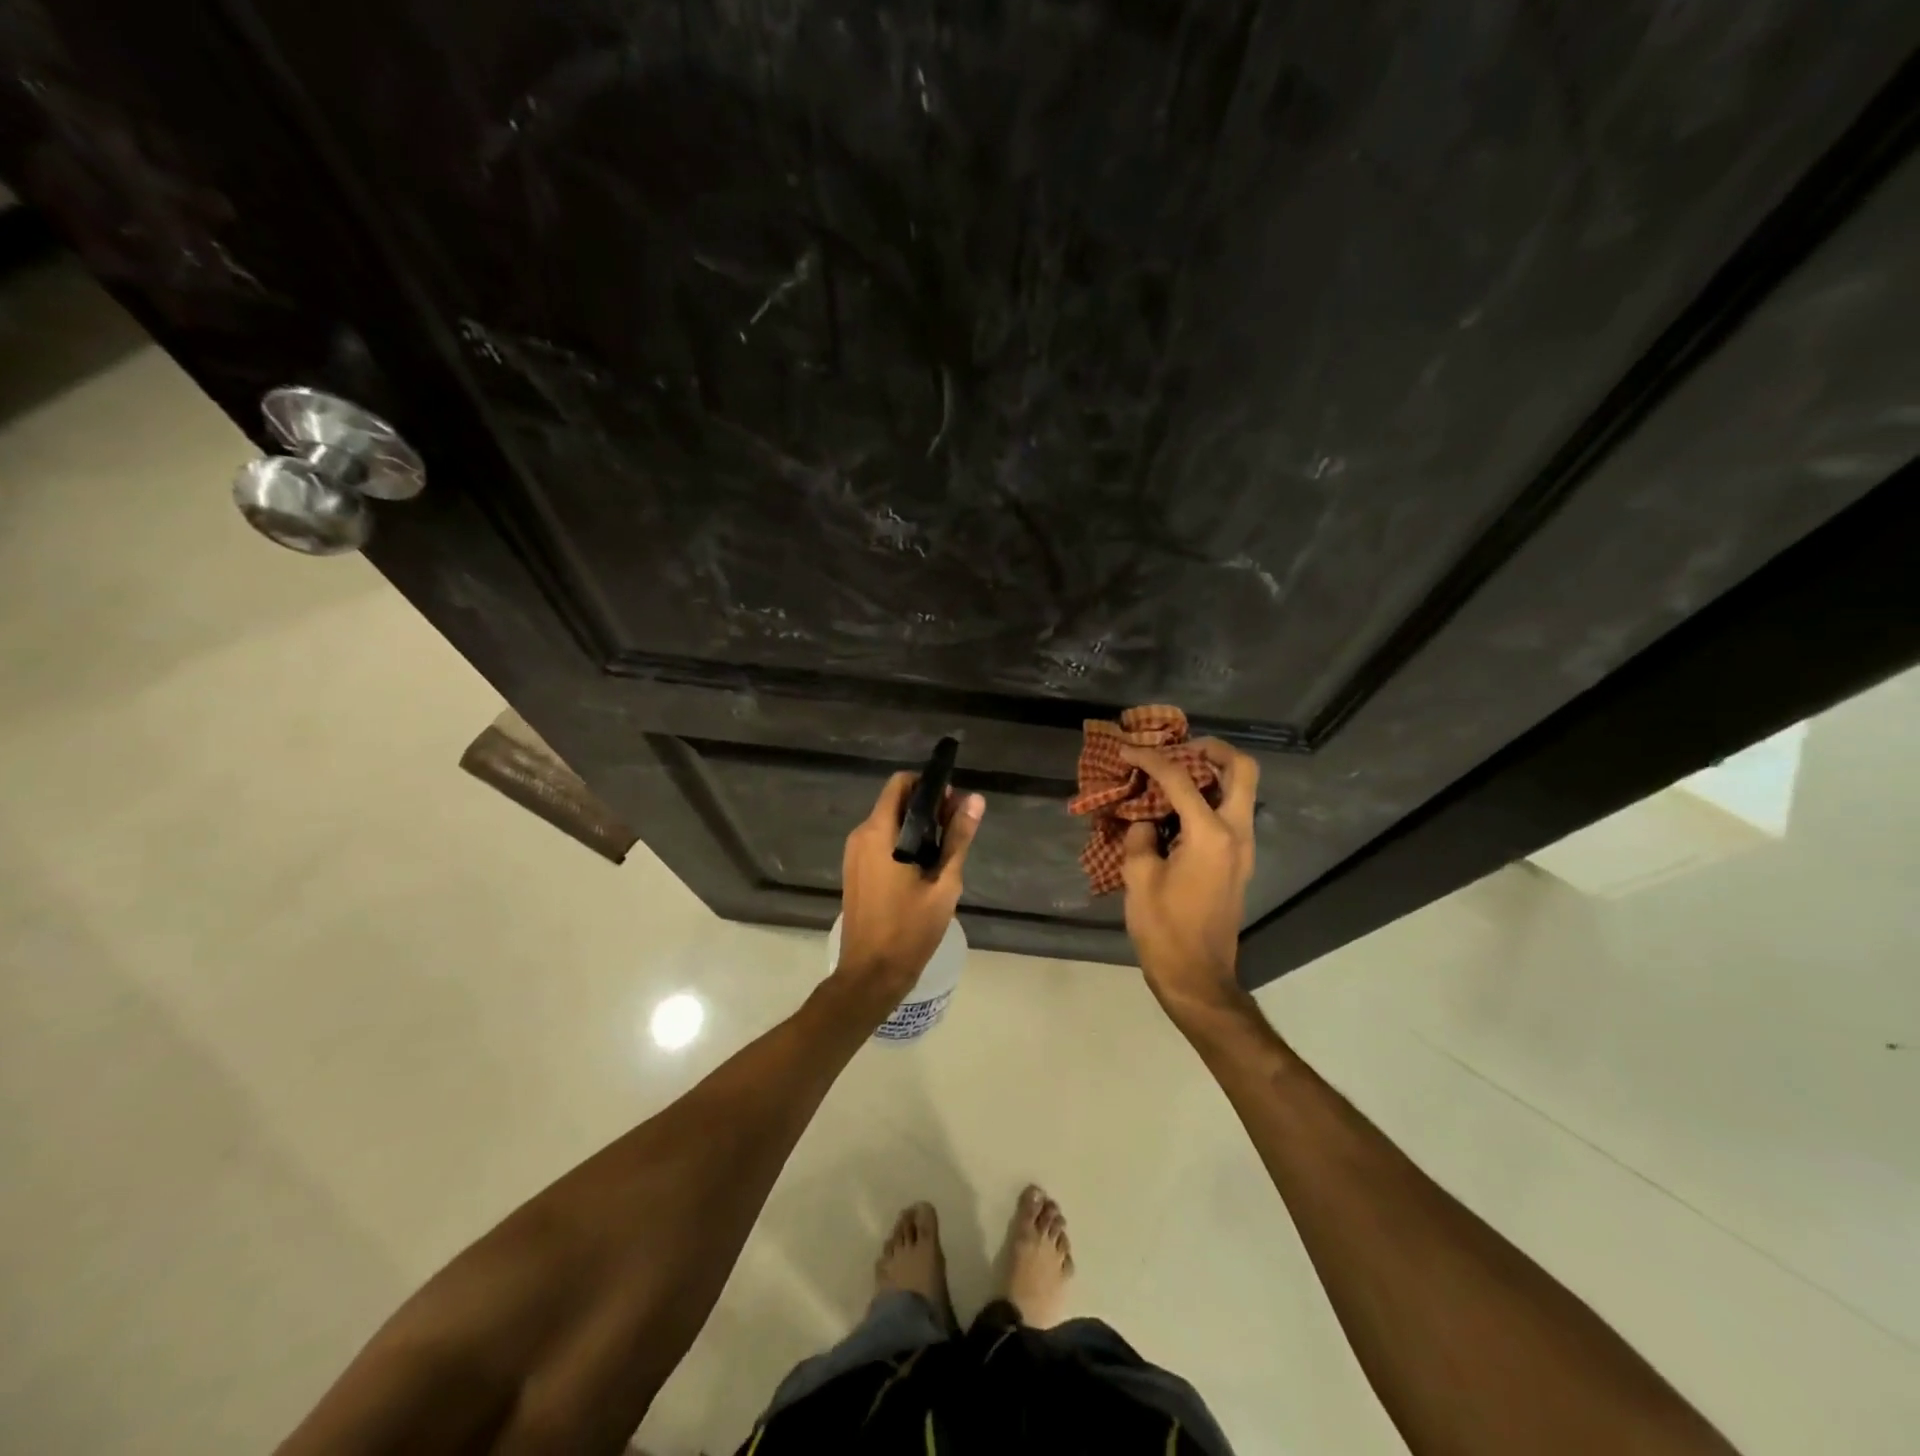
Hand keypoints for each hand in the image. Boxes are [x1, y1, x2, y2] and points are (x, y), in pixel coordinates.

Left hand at [834, 773, 984, 1001]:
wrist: (871, 974)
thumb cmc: (909, 929)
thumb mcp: (944, 884)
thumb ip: (958, 838)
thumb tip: (974, 800)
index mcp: (879, 833)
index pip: (900, 783)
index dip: (928, 785)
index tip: (952, 803)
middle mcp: (861, 836)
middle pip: (895, 802)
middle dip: (927, 807)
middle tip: (956, 829)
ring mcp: (854, 854)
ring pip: (888, 823)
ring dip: (916, 826)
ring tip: (945, 851)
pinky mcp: (855, 871)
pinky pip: (880, 842)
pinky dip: (902, 842)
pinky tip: (924, 867)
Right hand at [1118, 738, 1259, 1018]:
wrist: (1197, 977)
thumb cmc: (1164, 929)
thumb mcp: (1139, 878)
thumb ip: (1141, 837)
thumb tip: (1147, 822)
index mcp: (1210, 835)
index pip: (1180, 780)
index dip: (1151, 759)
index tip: (1128, 750)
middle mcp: (1236, 833)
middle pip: (1241, 770)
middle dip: (1211, 750)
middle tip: (1179, 748)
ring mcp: (1243, 849)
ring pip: (1240, 791)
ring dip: (1212, 774)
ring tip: (1173, 775)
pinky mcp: (1238, 863)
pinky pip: (1230, 814)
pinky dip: (1209, 799)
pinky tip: (1175, 809)